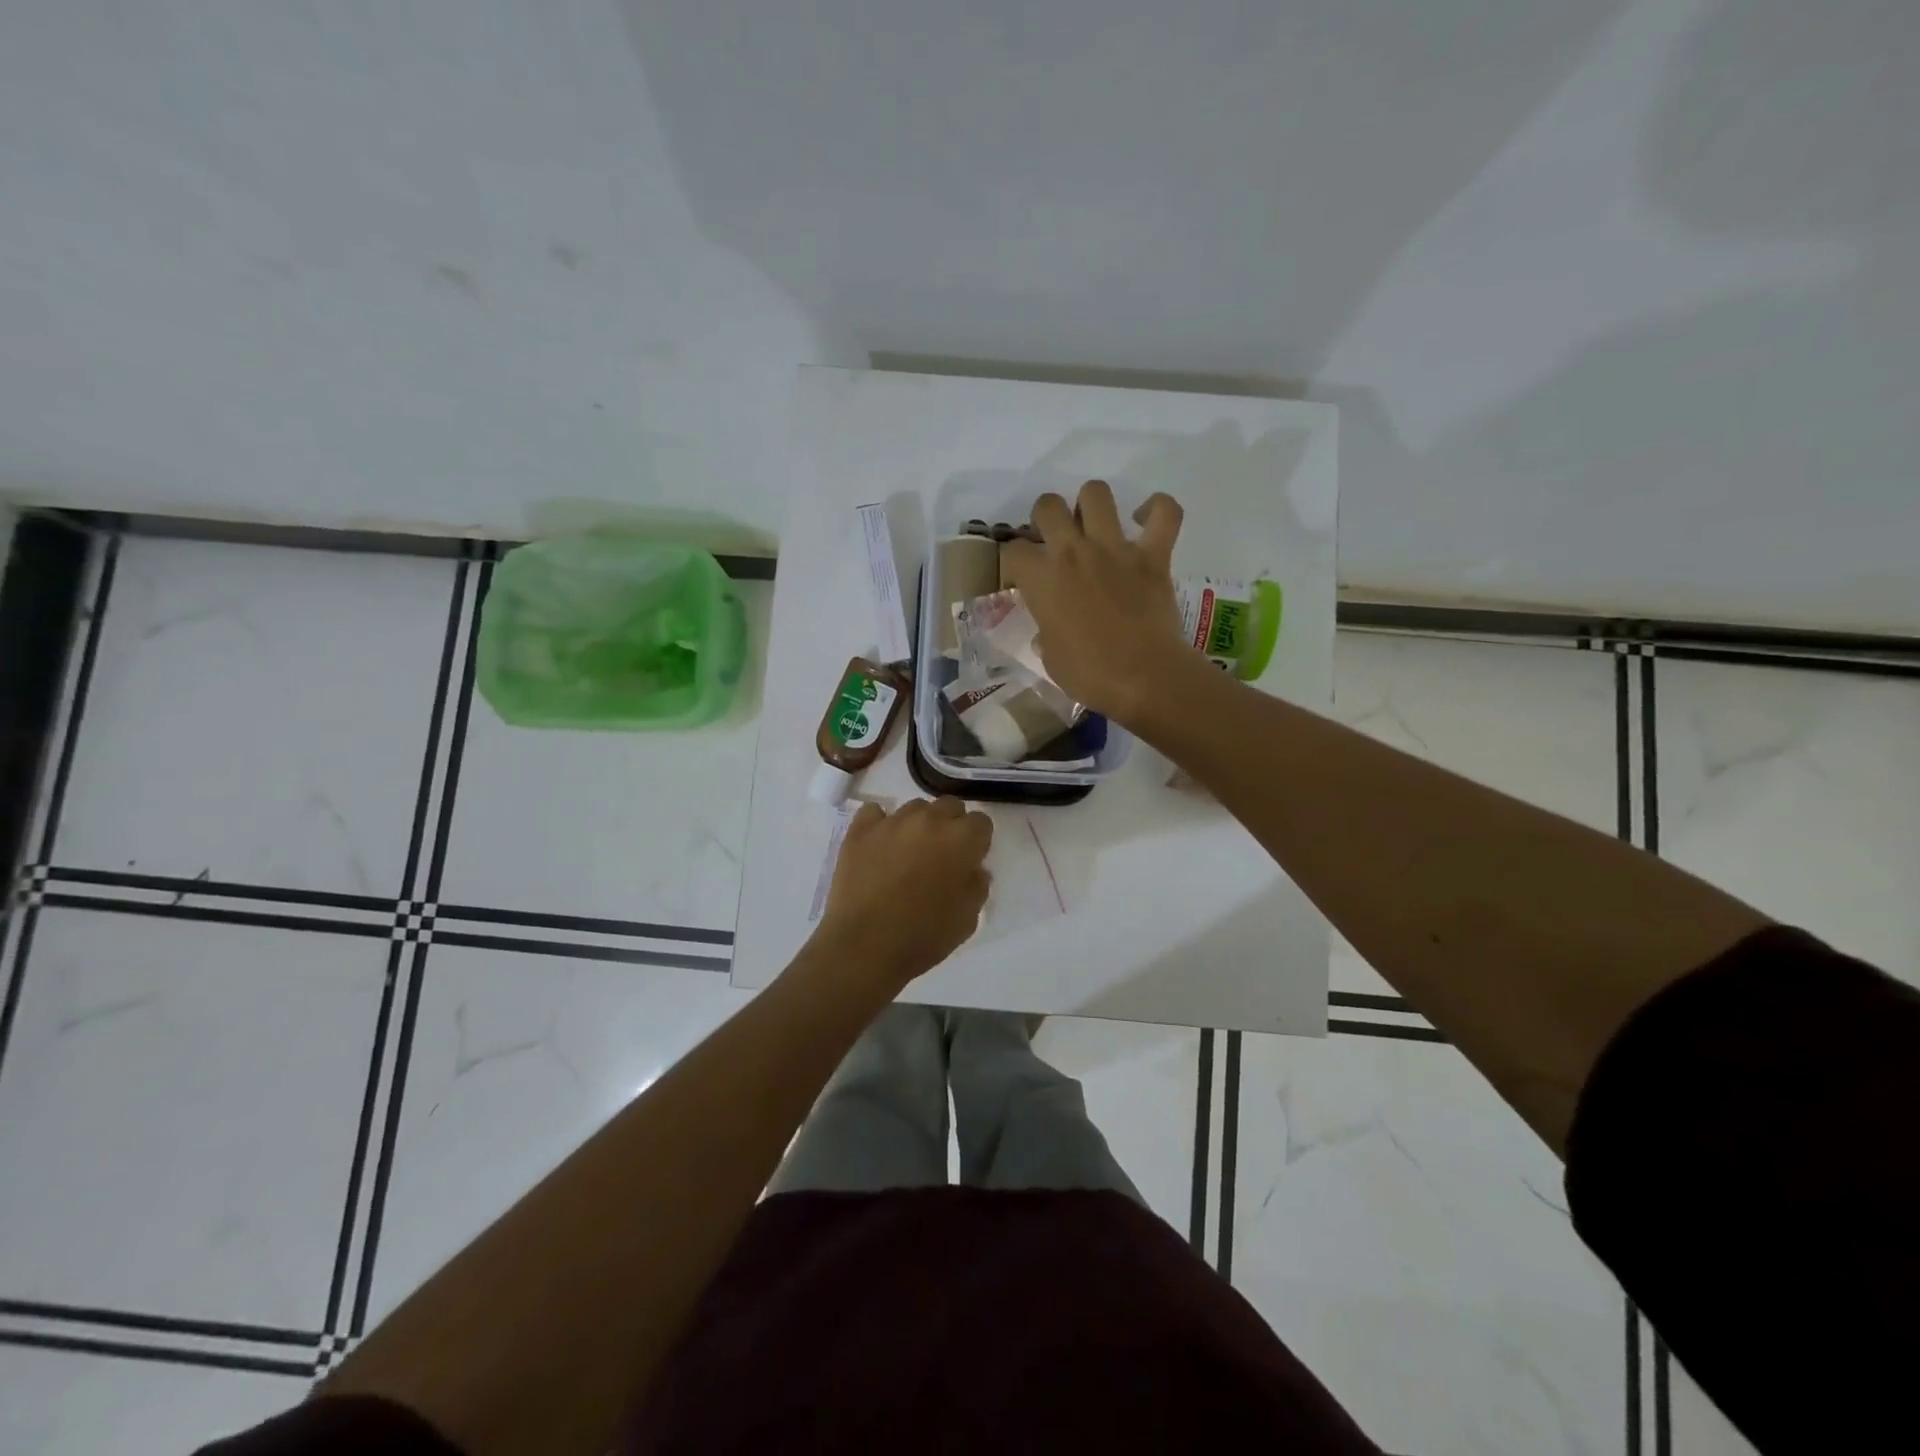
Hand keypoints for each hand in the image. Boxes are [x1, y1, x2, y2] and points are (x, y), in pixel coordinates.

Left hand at [815, 798, 992, 987]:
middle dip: (951, 826)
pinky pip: (874, 812)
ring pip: (914, 808)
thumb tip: (974, 869)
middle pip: (949, 806)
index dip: (977, 842)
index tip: (969, 861)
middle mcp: (929, 820)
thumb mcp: (967, 919)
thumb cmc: (924, 935)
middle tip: (942, 856)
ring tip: (908, 853)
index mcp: (961, 840)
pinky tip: (879, 845)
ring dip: (918, 825)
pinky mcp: (860, 831)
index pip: (981, 822)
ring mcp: (892, 822)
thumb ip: (977, 886)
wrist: (865, 945)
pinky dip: (880, 824)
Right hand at [999, 480, 1194, 721]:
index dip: (1015, 561)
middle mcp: (1073, 552)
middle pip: (1047, 506)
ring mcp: (1115, 548)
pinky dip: (1158, 509)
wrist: (1142, 678)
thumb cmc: (1088, 675)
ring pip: (1096, 493)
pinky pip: (1165, 513)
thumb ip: (1047, 632)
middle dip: (1045, 517)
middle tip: (1054, 539)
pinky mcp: (1153, 555)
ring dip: (1090, 503)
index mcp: (1041, 580)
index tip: (1022, 575)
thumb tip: (1050, 629)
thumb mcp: (1050, 657)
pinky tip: (1147, 519)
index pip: (1013, 550)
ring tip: (1094, 523)